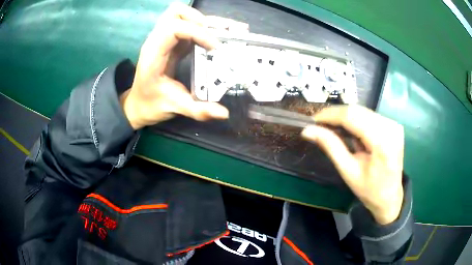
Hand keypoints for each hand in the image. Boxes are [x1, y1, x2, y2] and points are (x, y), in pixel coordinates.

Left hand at [120, 3, 248, 129]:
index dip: (197, 32)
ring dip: (200, 19)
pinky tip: (213, 37)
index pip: (173, 28)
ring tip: (216, 33)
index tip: (214, 47)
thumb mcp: (175, 108)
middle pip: (175, 13)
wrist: (138, 104)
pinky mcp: (169, 41)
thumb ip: (199, 111)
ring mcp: (162, 39)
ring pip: (179, 14)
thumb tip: (224, 113)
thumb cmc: (151, 105)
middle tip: (215, 36)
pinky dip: (200, 26)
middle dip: (199, 20)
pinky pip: (185, 24)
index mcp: (153, 54)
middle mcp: (156, 41)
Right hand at [301, 106, 403, 224]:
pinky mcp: (393, 125)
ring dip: (345, 117)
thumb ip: (331, 147)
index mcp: (382, 142)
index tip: (313, 120)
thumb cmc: (369, 190)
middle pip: (357, 110)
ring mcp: (393, 125)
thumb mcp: (348, 171)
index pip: (352, 117)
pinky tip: (349, 131)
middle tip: (320, 125)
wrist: (390, 197)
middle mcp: (390, 127)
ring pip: (362, 111)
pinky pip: (369, 116)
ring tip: (331, 128)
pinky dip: (356, 120)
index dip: (330, 115)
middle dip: (336, 115)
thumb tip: (308, 131)